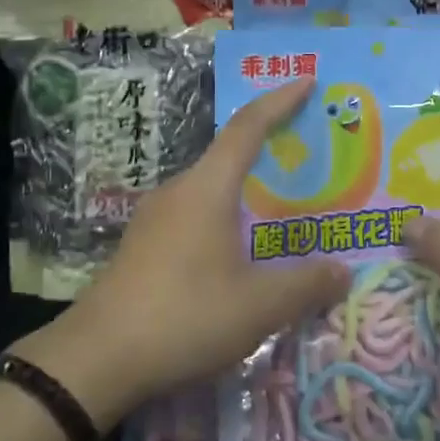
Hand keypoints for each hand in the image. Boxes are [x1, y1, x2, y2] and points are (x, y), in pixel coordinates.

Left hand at [18, 78, 348, 425]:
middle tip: (307, 160)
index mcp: (207, 188)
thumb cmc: (184, 316)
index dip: (279, 102)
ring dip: (244, 193)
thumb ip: (305, 285)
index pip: (248, 128)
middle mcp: (178, 191)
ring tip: (278, 211)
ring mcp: (153, 219)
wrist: (96, 359)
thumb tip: (343, 271)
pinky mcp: (141, 246)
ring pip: (209, 191)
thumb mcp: (257, 307)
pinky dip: (223, 219)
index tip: (307, 81)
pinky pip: (193, 216)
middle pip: (228, 157)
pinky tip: (236, 254)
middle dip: (268, 151)